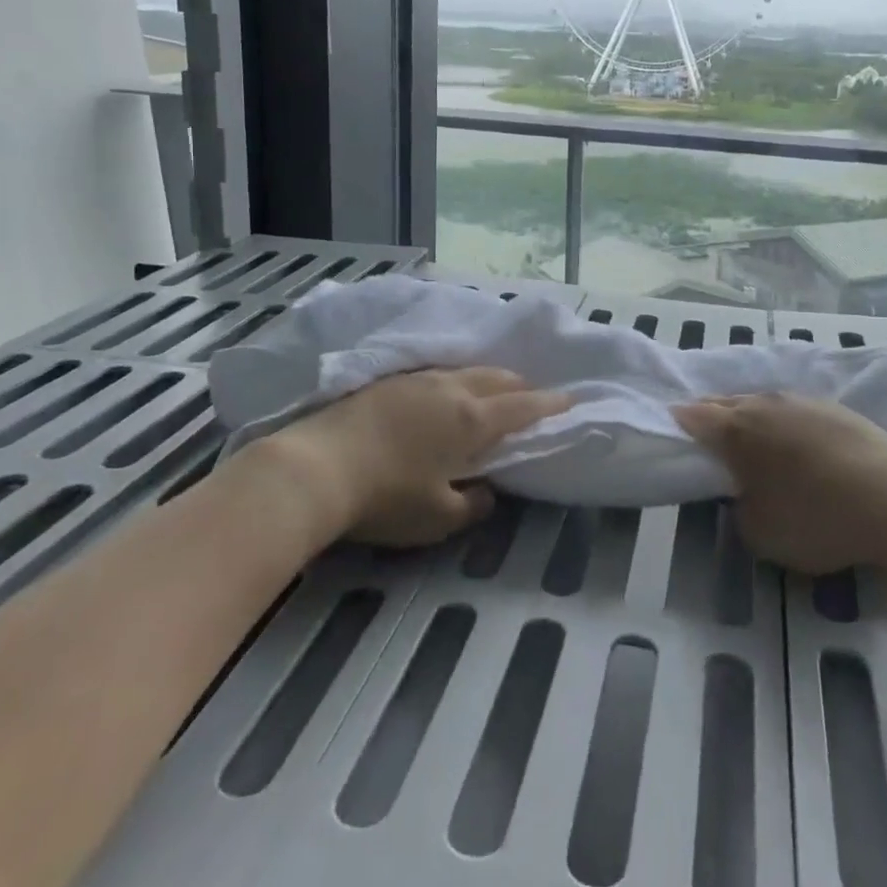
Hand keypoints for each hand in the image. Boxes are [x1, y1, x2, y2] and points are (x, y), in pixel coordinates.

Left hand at [270, 368, 570, 546]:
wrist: (316, 466)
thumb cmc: (387, 496)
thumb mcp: (439, 517)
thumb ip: (472, 504)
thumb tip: (486, 492)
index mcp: (472, 419)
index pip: (523, 406)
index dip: (549, 404)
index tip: (570, 399)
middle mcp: (451, 389)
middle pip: (497, 377)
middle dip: (520, 385)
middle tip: (531, 396)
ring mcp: (417, 379)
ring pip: (466, 370)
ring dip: (487, 378)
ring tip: (491, 390)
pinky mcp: (389, 380)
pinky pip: (437, 372)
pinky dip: (455, 379)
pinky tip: (443, 391)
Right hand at [674, 393, 886, 574]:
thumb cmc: (815, 518)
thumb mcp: (759, 532)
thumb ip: (738, 507)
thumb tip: (743, 493)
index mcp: (736, 430)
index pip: (694, 417)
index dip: (679, 423)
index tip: (672, 430)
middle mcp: (762, 404)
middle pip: (725, 402)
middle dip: (711, 415)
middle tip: (706, 434)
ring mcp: (799, 401)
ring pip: (760, 401)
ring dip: (748, 415)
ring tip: (750, 437)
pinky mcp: (832, 407)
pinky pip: (791, 408)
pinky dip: (781, 421)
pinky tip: (793, 440)